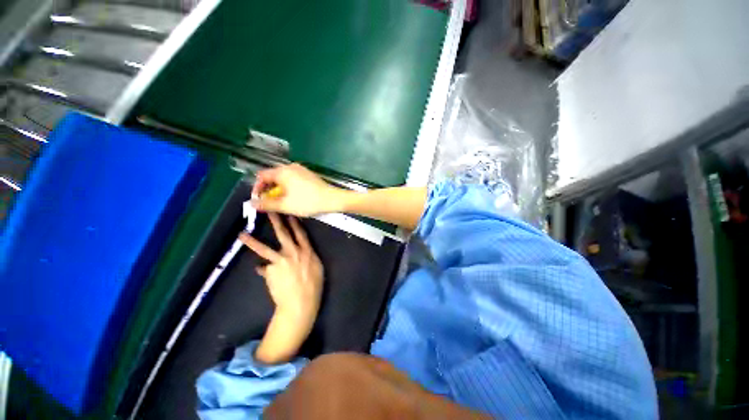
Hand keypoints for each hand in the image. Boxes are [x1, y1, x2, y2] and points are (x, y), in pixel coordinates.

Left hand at [239, 213, 323, 363]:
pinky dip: (264, 270)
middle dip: (276, 221)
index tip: (290, 213)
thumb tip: (299, 254)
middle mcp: (293, 252)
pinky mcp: (270, 271)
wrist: (300, 302)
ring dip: (252, 241)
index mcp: (307, 251)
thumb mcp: (317, 268)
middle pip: (283, 234)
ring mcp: (280, 261)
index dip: (295, 223)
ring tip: (241, 235)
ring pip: (264, 248)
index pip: (300, 233)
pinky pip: (264, 268)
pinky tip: (263, 273)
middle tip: (270, 211)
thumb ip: (308, 258)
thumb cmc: (314, 286)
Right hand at [252, 164, 345, 216]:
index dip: (257, 188)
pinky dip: (288, 187)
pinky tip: (293, 197)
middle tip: (269, 203)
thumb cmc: (308, 202)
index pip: (261, 176)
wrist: (333, 199)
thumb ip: (266, 204)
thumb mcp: (285, 205)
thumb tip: (252, 203)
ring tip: (281, 202)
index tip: (258, 200)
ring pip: (283, 178)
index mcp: (282, 171)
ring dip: (278, 189)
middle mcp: (291, 167)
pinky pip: (293, 179)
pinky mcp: (309, 174)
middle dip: (268, 190)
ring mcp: (301, 169)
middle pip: (272, 176)